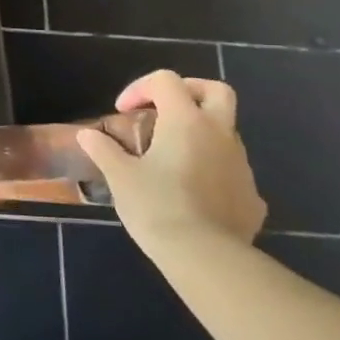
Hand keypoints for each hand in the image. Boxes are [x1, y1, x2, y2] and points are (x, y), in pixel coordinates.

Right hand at [78, 70, 265, 252]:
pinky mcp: (252, 195)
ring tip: (173, 158)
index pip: (166, 81)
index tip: (123, 112)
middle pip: (216, 91)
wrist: (206, 258)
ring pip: (225, 132)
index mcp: (185, 121)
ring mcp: (241, 165)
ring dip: (201, 134)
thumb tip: (87, 135)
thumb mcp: (120, 177)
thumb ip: (104, 150)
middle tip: (165, 111)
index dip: (140, 88)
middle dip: (190, 92)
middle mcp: (219, 134)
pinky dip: (213, 170)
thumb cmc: (157, 207)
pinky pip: (232, 170)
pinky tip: (193, 193)